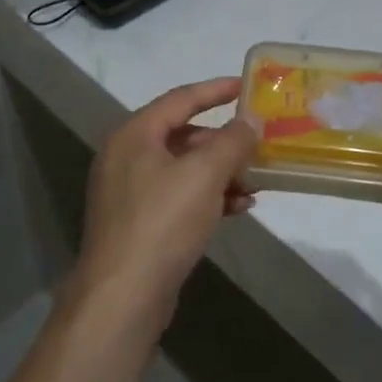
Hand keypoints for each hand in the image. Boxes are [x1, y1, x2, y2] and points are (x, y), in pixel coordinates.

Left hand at [75, 77, 259, 319]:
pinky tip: (238, 208)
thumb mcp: (204, 174)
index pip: (180, 99)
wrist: (124, 296)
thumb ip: (232, 141)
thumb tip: (251, 119)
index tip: (247, 85)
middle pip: (183, 135)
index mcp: (134, 135)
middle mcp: (127, 157)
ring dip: (221, 172)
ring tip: (256, 182)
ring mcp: (130, 192)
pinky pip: (180, 197)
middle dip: (224, 142)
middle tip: (258, 144)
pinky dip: (208, 197)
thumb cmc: (163, 222)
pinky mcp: (140, 223)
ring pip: (184, 169)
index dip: (216, 90)